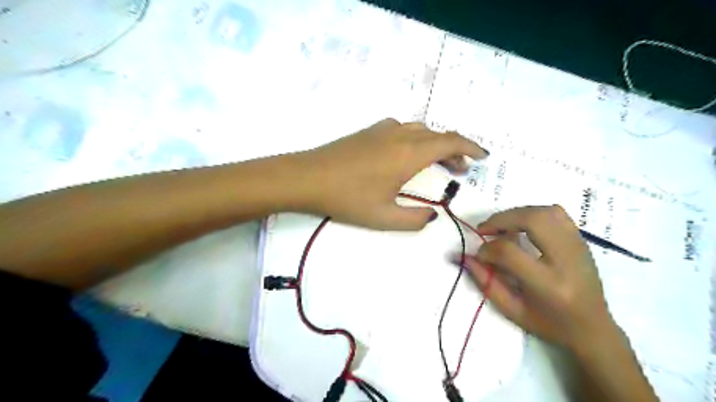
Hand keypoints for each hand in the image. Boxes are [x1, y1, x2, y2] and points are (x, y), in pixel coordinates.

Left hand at [293, 118, 489, 228]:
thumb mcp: (384, 217)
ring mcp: (382, 130)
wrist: (307, 177)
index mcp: (408, 154)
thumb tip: (431, 215)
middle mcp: (400, 135)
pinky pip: (402, 129)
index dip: (471, 148)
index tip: (482, 157)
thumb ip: (414, 219)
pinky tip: (407, 155)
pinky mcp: (369, 131)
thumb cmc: (347, 198)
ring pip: (420, 130)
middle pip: (437, 135)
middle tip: (461, 169)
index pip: (450, 143)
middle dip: (455, 150)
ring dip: (435, 144)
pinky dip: (416, 139)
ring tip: (438, 163)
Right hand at [462, 205, 618, 352]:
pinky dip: (534, 213)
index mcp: (548, 284)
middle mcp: (566, 260)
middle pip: (533, 220)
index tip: (480, 255)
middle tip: (486, 229)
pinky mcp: (582, 241)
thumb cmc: (550, 325)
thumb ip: (486, 282)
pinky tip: (523, 225)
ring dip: (517, 213)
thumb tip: (464, 256)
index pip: (510, 252)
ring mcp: (578, 247)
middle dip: (502, 219)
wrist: (593, 329)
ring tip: (502, 226)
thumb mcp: (512, 311)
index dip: (487, 249)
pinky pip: (557, 214)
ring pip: (546, 212)